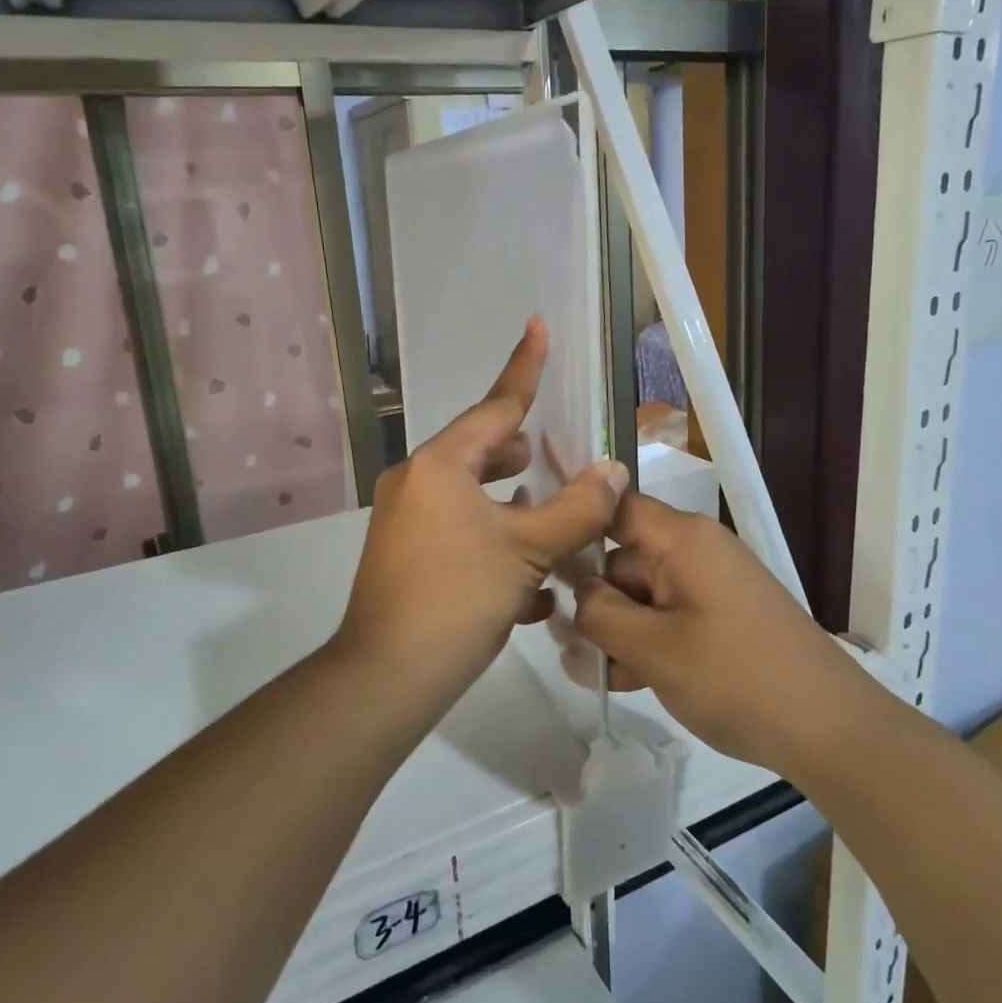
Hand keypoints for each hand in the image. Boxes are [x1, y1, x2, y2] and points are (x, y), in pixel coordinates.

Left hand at [337, 318, 627, 684]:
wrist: (389, 676)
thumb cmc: (458, 597)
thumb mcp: (527, 550)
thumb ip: (575, 508)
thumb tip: (612, 472)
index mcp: (440, 466)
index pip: (495, 406)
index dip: (524, 367)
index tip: (537, 326)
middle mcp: (417, 484)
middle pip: (481, 452)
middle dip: (522, 455)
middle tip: (557, 459)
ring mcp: (407, 523)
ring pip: (474, 500)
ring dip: (515, 509)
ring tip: (553, 522)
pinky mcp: (408, 559)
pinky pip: (461, 536)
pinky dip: (495, 547)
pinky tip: (532, 590)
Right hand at [573, 493, 862, 773]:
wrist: (830, 731)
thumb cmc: (736, 678)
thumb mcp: (654, 648)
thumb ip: (602, 613)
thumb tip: (579, 591)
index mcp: (683, 539)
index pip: (616, 507)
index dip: (576, 523)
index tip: (539, 554)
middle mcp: (696, 553)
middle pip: (624, 559)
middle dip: (593, 600)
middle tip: (565, 644)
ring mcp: (710, 588)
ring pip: (642, 596)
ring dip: (615, 630)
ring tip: (593, 674)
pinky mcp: (720, 621)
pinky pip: (668, 619)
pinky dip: (645, 644)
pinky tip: (623, 681)